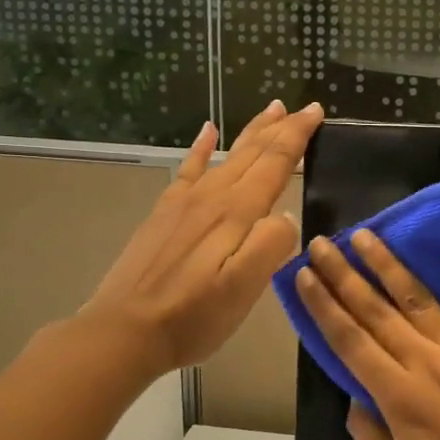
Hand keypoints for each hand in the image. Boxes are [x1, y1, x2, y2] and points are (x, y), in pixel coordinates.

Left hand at [81, 99, 322, 379]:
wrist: (124, 332)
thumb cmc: (192, 316)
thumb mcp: (243, 289)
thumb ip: (270, 246)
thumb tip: (287, 216)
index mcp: (236, 213)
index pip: (275, 162)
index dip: (297, 135)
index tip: (316, 112)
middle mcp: (212, 197)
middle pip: (253, 152)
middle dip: (281, 127)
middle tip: (303, 107)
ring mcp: (185, 203)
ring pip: (227, 156)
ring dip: (252, 132)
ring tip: (271, 110)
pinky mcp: (165, 214)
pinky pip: (187, 169)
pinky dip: (201, 147)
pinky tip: (207, 131)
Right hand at [295, 228, 439, 439]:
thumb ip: (373, 438)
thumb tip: (353, 401)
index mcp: (398, 396)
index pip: (350, 340)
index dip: (324, 306)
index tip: (304, 275)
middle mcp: (425, 362)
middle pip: (375, 311)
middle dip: (344, 275)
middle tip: (321, 243)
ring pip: (418, 298)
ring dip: (389, 265)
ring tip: (366, 235)